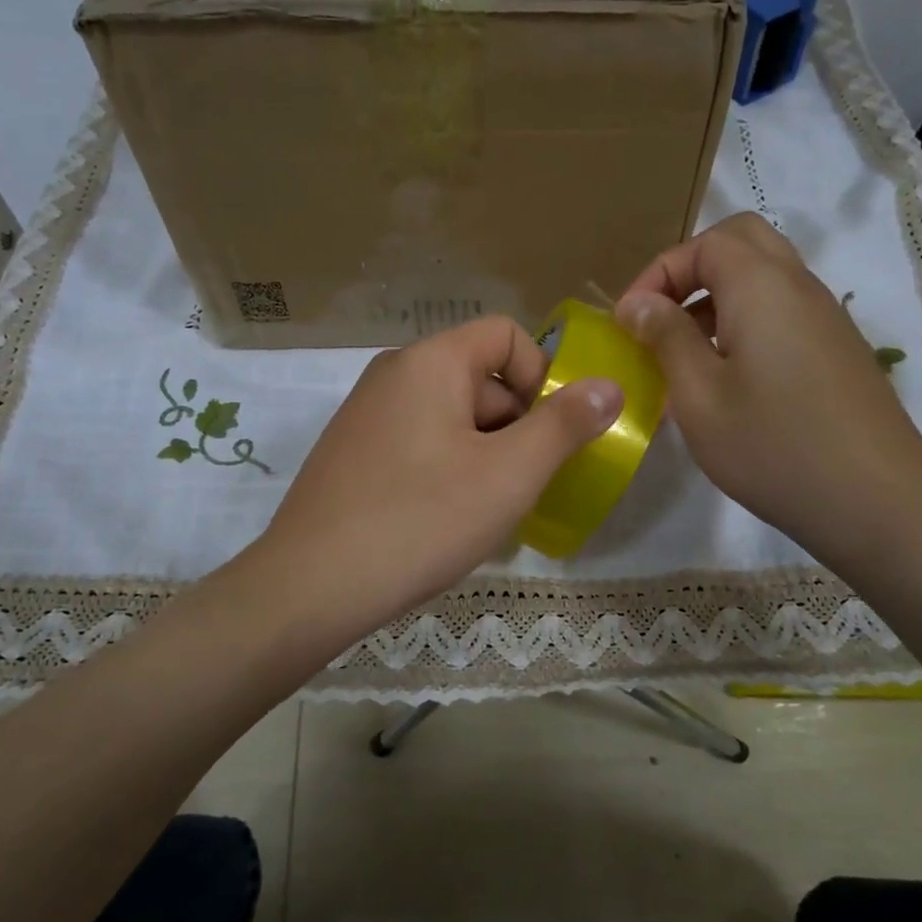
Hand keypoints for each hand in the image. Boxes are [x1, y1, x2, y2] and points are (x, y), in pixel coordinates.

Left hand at [252, 316, 619, 645]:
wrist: (311, 586)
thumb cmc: (421, 519)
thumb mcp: (509, 474)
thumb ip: (565, 425)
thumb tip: (609, 385)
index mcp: (429, 361)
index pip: (506, 335)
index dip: (543, 376)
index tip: (553, 434)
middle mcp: (392, 375)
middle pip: (479, 379)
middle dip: (517, 425)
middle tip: (526, 486)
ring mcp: (365, 416)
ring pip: (451, 418)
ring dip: (486, 454)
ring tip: (490, 512)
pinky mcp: (352, 455)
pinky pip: (419, 445)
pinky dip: (448, 470)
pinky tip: (447, 521)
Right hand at [616, 214, 921, 581]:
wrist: (875, 502)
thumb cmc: (772, 447)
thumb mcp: (699, 395)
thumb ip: (666, 338)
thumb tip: (638, 303)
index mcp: (762, 286)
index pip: (705, 243)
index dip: (658, 272)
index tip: (629, 320)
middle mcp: (799, 287)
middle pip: (742, 243)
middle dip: (691, 269)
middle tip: (659, 316)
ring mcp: (825, 318)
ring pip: (765, 277)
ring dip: (716, 297)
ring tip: (683, 353)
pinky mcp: (837, 351)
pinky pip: (782, 312)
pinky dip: (744, 322)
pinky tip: (726, 379)